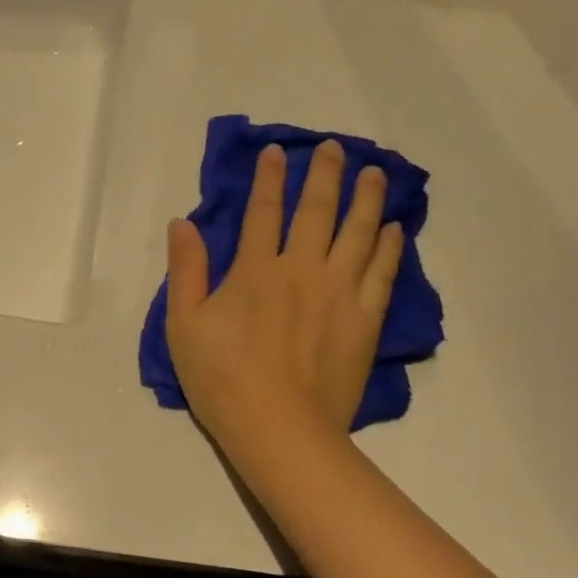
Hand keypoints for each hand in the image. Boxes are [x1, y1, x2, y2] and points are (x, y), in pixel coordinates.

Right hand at [165, 140, 402, 447]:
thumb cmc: (222, 379)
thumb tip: (182, 223)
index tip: (277, 152)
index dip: (269, 179)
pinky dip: (390, 247)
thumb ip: (185, 270)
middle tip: (332, 148)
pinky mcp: (365, 320)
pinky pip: (382, 273)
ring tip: (374, 173)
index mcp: (255, 270)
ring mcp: (339, 293)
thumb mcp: (184, 326)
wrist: (278, 429)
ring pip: (358, 233)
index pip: (262, 212)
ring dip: (366, 199)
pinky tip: (395, 228)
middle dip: (323, 175)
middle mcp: (301, 269)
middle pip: (316, 211)